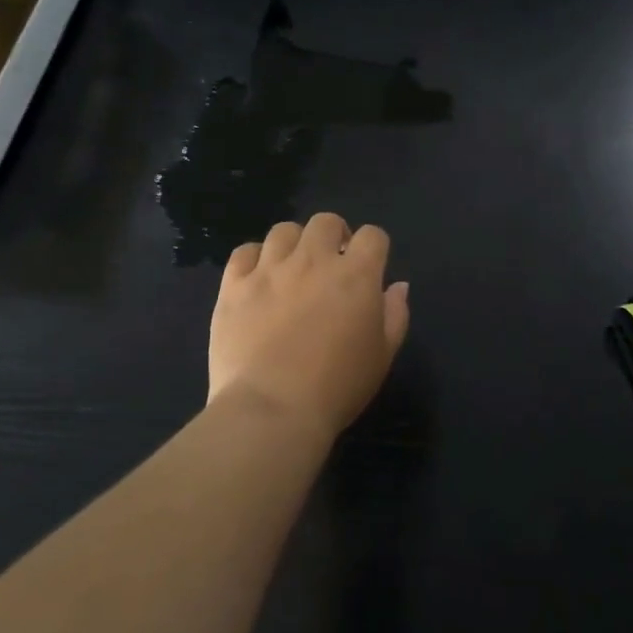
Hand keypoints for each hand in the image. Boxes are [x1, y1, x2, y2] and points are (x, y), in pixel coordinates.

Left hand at [208, 213, 409, 441]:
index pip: (372, 236)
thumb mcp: (382, 356)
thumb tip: (397, 286)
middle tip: (331, 263)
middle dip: (333, 235)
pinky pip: (244, 252)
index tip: (369, 265)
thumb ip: (395, 314)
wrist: (271, 410)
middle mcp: (313, 260)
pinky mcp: (234, 286)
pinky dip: (254, 258)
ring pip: (284, 230)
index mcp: (356, 275)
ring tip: (293, 268)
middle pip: (325, 222)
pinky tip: (258, 278)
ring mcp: (270, 270)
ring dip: (294, 244)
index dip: (374, 246)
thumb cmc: (337, 387)